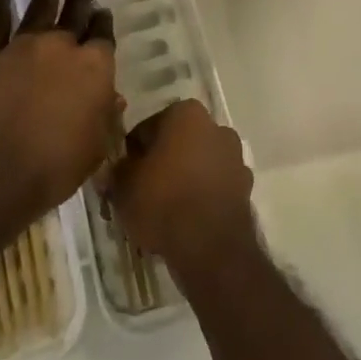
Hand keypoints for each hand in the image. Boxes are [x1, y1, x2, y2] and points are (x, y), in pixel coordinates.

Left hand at [0, 0, 121, 223]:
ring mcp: (24, 46)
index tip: (102, 14)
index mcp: (94, 69)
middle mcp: (62, 48)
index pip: (103, 38)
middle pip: (76, 16)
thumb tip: (113, 97)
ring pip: (42, 6)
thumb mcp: (94, 150)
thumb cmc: (53, 169)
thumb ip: (105, 119)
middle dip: (82, 0)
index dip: (103, 25)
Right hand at [108, 99, 255, 272]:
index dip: (133, 153)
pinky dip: (202, 198)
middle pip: (177, 143)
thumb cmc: (163, 201)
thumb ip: (117, 172)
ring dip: (184, 180)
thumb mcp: (124, 187)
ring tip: (164, 212)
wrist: (210, 247)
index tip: (124, 175)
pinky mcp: (246, 187)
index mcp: (185, 113)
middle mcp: (215, 126)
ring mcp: (235, 157)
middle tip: (142, 193)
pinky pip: (214, 187)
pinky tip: (186, 222)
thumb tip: (114, 171)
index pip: (148, 128)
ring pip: (198, 164)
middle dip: (162, 163)